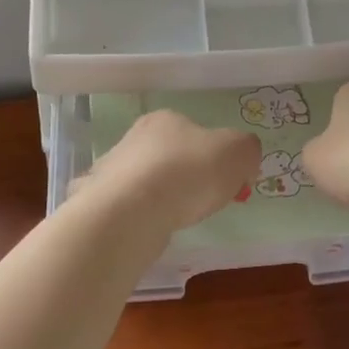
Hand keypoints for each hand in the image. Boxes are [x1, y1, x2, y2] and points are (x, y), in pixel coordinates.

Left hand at [77, 109, 259, 232]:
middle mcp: (135, 138)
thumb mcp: (238, 152)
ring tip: (179, 218)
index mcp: (166, 119)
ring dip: (164, 196)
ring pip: (148, 182)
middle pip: (170, 155)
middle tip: (205, 201)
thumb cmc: (189, 172)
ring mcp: (113, 170)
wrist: (131, 212)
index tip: (226, 180)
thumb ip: (247, 150)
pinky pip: (131, 208)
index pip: (195, 131)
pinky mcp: (101, 202)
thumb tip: (244, 160)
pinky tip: (153, 229)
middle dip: (188, 176)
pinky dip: (144, 217)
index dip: (214, 155)